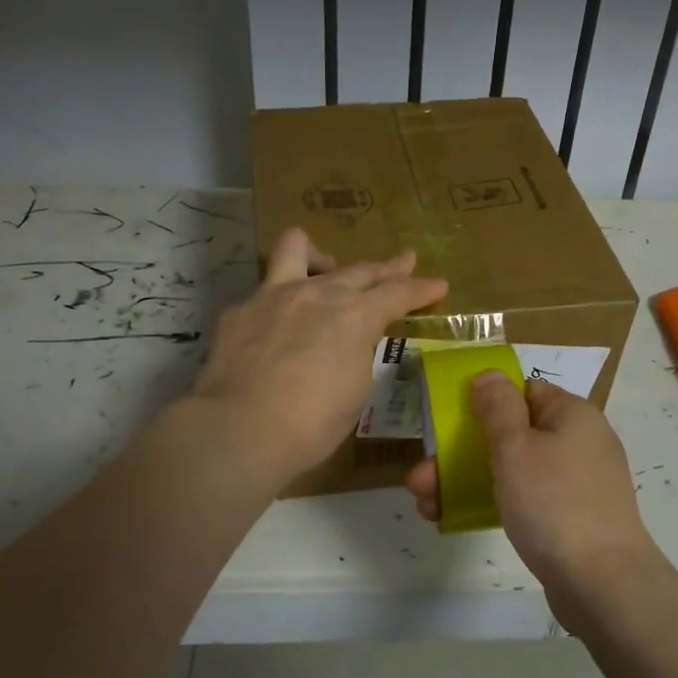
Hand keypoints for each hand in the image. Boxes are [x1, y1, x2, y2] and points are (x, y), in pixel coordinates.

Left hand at [191, 227, 446, 476]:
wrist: (241, 428)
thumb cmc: (312, 422)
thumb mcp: (356, 389)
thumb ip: (357, 353)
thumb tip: (350, 342)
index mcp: (355, 316)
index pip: (398, 293)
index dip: (422, 289)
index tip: (438, 285)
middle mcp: (317, 293)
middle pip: (359, 269)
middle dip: (388, 267)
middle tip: (404, 262)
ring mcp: (273, 295)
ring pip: (297, 249)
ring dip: (319, 255)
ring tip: (325, 267)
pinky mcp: (239, 310)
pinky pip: (263, 291)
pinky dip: (278, 301)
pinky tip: (275, 324)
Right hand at [405, 373, 665, 626]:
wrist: (603, 584)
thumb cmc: (554, 503)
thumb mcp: (516, 447)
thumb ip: (498, 407)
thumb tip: (489, 375)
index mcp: (572, 414)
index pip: (524, 391)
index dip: (486, 401)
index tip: (451, 422)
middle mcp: (579, 441)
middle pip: (513, 433)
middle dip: (462, 451)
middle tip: (422, 476)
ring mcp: (578, 482)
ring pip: (515, 469)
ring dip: (469, 480)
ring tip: (426, 503)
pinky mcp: (573, 517)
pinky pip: (529, 498)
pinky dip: (496, 502)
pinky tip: (458, 518)